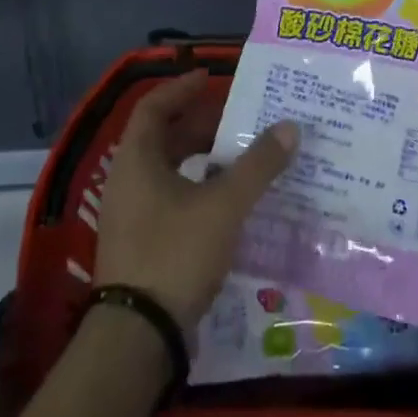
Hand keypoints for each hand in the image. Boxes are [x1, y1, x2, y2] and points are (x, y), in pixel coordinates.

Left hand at [94, 70, 298, 329]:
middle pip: (162, 138)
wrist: (137, 337)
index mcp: (136, 160)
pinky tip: (227, 202)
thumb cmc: (175, 254)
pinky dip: (198, 190)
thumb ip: (257, 165)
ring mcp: (131, 216)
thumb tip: (289, 126)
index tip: (211, 79)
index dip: (182, 89)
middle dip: (200, 125)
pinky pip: (170, 200)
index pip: (154, 107)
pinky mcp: (140, 245)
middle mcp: (127, 182)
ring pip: (167, 171)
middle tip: (238, 119)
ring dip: (201, 160)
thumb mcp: (223, 205)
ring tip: (240, 157)